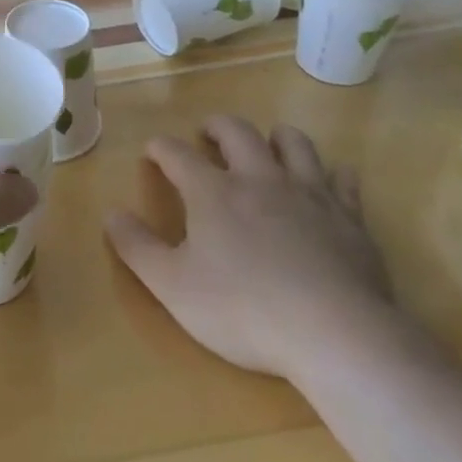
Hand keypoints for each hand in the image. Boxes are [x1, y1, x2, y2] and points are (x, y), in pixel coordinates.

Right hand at [105, 118, 395, 379]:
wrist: (335, 334)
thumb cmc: (243, 310)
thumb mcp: (172, 286)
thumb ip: (137, 247)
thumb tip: (111, 213)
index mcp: (213, 193)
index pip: (178, 154)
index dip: (161, 148)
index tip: (152, 150)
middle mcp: (260, 179)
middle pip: (237, 132)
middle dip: (217, 126)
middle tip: (207, 132)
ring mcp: (309, 194)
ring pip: (293, 143)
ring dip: (275, 136)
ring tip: (266, 144)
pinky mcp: (349, 217)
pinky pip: (342, 180)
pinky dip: (331, 174)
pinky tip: (328, 180)